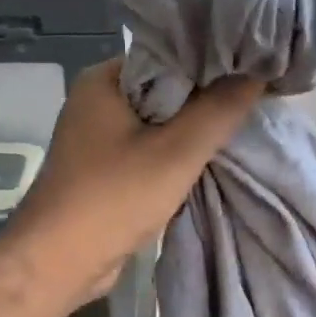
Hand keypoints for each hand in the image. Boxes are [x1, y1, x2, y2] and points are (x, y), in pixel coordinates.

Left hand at [9, 59, 259, 307]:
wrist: (59, 262)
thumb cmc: (114, 197)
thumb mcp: (176, 152)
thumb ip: (219, 110)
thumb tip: (257, 72)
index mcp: (104, 80)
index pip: (168, 54)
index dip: (212, 61)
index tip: (252, 68)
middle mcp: (96, 101)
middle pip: (165, 89)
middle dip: (206, 99)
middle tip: (254, 100)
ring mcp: (96, 138)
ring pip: (158, 123)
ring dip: (191, 132)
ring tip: (239, 127)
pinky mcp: (102, 170)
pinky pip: (147, 150)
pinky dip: (173, 156)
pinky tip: (207, 160)